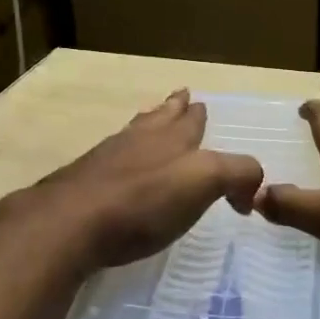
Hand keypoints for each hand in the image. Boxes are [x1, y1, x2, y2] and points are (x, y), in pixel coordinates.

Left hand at [25, 89, 263, 271]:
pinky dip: (123, 152)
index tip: (202, 105)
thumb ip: (236, 175)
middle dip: (174, 108)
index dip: (198, 114)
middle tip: (181, 96)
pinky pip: (110, 157)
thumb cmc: (142, 202)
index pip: (191, 121)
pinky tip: (118, 161)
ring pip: (134, 131)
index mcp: (171, 139)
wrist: (70, 222)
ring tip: (152, 117)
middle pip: (160, 117)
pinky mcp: (84, 182)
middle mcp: (139, 140)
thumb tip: (249, 190)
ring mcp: (106, 158)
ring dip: (147, 123)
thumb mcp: (203, 182)